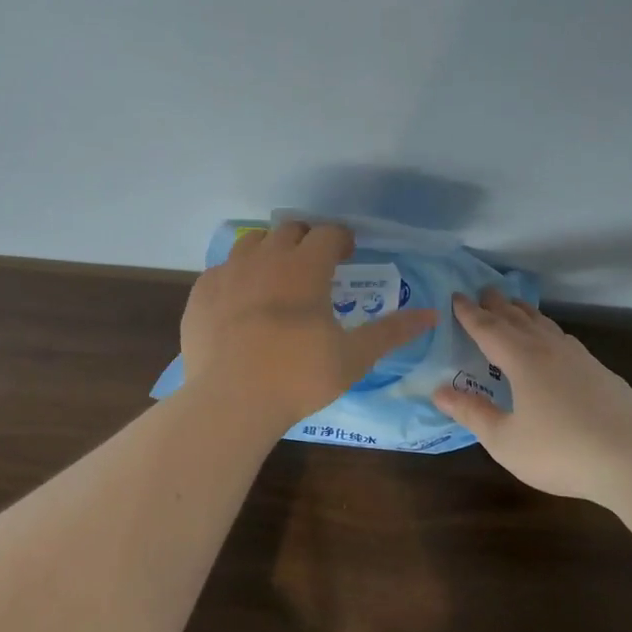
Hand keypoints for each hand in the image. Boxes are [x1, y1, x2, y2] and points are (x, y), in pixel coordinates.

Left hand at [180, 221, 437, 429]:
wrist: (231, 401)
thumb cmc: (299, 376)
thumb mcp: (353, 356)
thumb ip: (391, 331)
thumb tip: (431, 315)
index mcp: (304, 266)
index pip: (328, 233)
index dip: (342, 240)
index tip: (347, 255)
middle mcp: (265, 258)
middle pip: (289, 230)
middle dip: (306, 240)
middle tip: (315, 266)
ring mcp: (228, 273)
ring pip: (252, 243)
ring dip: (270, 251)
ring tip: (277, 278)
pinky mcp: (201, 293)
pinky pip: (222, 270)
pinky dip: (237, 276)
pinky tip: (241, 303)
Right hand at [432, 289, 631, 502]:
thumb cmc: (561, 451)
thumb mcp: (505, 440)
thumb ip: (472, 413)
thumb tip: (439, 391)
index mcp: (522, 360)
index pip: (489, 328)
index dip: (469, 313)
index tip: (456, 296)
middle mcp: (549, 350)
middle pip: (518, 319)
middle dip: (498, 305)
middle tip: (484, 291)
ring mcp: (580, 359)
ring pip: (545, 326)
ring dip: (525, 313)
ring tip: (515, 307)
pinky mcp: (601, 373)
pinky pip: (565, 340)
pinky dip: (549, 331)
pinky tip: (554, 342)